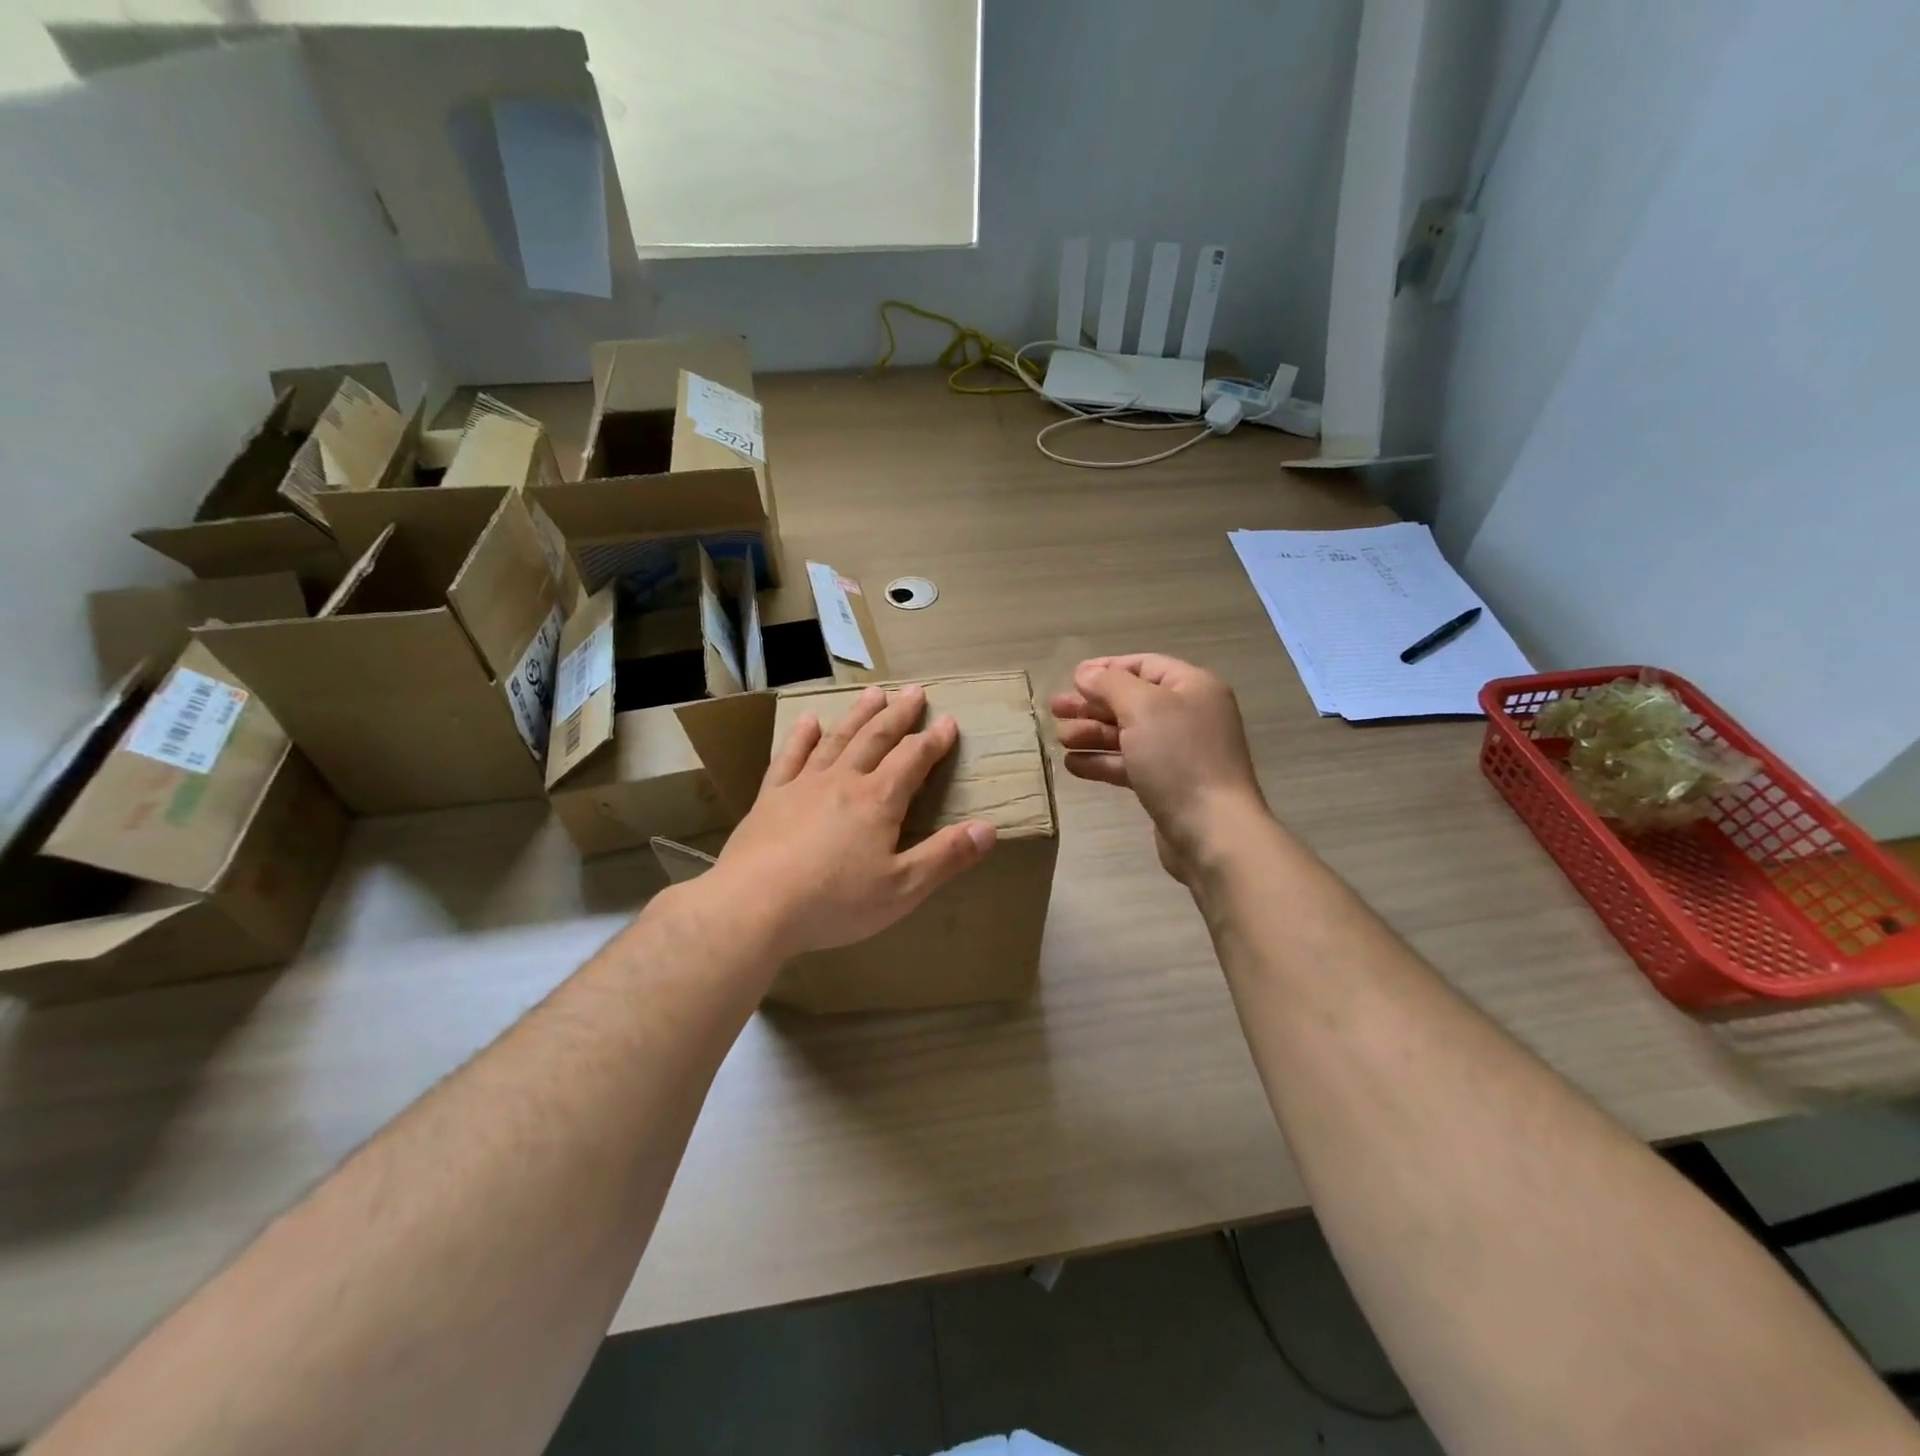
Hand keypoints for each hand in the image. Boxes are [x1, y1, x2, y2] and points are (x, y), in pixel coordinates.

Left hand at [710, 684, 997, 959]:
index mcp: (878, 801)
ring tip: (874, 694)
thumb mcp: (903, 889)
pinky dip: (801, 737)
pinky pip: (789, 757)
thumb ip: (946, 856)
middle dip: (899, 715)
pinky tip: (808, 720)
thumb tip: (989, 829)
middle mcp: (844, 781)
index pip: (913, 759)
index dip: (934, 740)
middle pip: (876, 738)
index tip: (949, 721)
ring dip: (858, 715)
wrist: (755, 906)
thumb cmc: (835, 902)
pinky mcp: (771, 798)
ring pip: (837, 740)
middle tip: (915, 691)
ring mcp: (803, 785)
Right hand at [1051, 654, 1267, 882]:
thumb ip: (1110, 684)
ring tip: (1059, 738)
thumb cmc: (1179, 758)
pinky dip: (1102, 761)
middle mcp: (1188, 715)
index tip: (1071, 678)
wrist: (1212, 831)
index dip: (1106, 668)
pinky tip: (1072, 765)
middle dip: (1092, 704)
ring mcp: (1178, 752)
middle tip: (1055, 709)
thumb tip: (1086, 673)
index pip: (1144, 665)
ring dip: (1092, 733)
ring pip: (1127, 734)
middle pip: (1132, 700)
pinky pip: (1129, 764)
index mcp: (1192, 687)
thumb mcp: (1142, 708)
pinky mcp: (1167, 785)